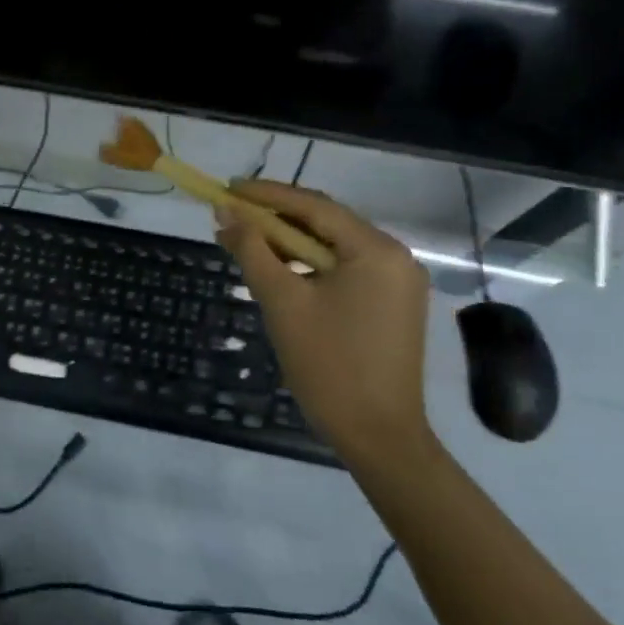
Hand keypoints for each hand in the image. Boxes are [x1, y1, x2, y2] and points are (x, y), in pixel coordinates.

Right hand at [214, 181, 432, 465]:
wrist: (377, 436)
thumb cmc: (328, 364)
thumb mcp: (281, 301)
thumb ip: (252, 250)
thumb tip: (225, 212)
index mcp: (375, 250)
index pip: (313, 206)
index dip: (266, 195)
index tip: (227, 188)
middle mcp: (395, 257)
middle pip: (326, 222)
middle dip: (275, 218)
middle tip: (230, 215)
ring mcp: (397, 283)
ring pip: (333, 247)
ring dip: (290, 243)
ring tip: (246, 243)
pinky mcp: (392, 305)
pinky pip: (344, 270)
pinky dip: (309, 266)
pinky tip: (278, 272)